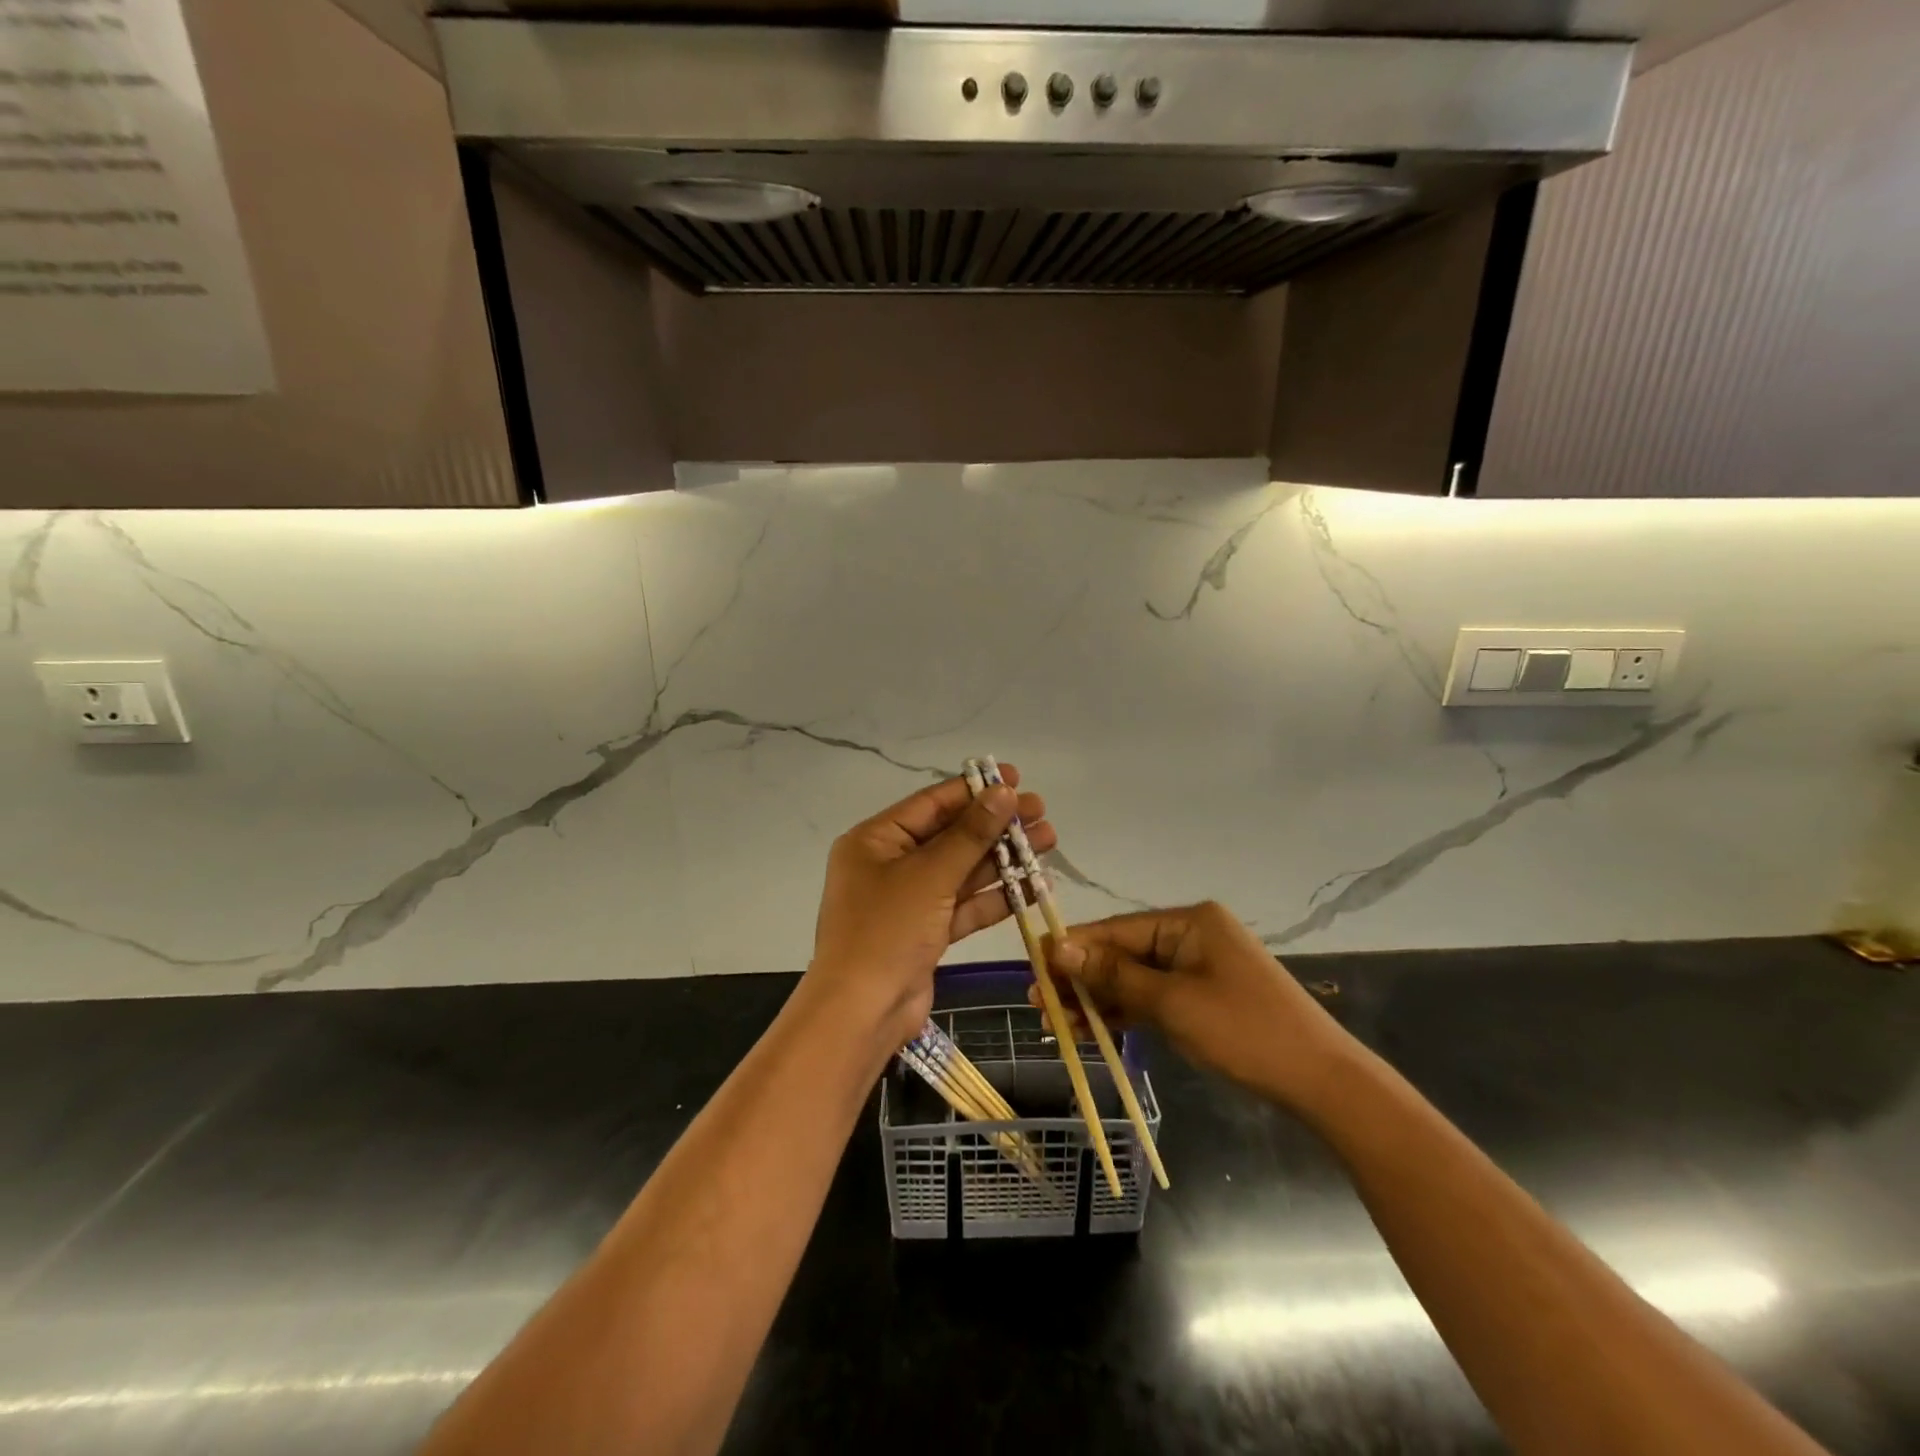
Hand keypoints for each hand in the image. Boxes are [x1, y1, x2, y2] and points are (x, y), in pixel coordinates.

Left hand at [805, 768, 1055, 1050]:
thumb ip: (971, 834)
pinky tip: (1033, 884)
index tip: (1015, 778)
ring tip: (1048, 840)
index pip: (932, 803)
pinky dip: (996, 896)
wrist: (862, 1013)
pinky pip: (965, 905)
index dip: (975, 789)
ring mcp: (910, 900)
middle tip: (1041, 812)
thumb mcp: (931, 875)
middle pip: (951, 836)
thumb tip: (1003, 792)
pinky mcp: (927, 932)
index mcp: (876, 840)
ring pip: (963, 871)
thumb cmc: (887, 930)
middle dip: (996, 825)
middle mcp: (891, 864)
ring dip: (1003, 858)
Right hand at [1043, 902, 1356, 1113]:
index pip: (1117, 929)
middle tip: (1038, 1002)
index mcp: (1189, 922)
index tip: (1033, 963)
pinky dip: (1125, 1012)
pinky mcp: (1203, 996)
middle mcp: (1192, 936)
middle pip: (1123, 953)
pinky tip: (1091, 1028)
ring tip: (1055, 1020)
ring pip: (1135, 978)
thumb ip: (1114, 974)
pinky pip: (1154, 997)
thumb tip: (1058, 948)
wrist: (1321, 1081)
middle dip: (1081, 978)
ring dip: (1098, 999)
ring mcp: (1199, 967)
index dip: (1073, 948)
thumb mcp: (1173, 1002)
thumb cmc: (1244, 1031)